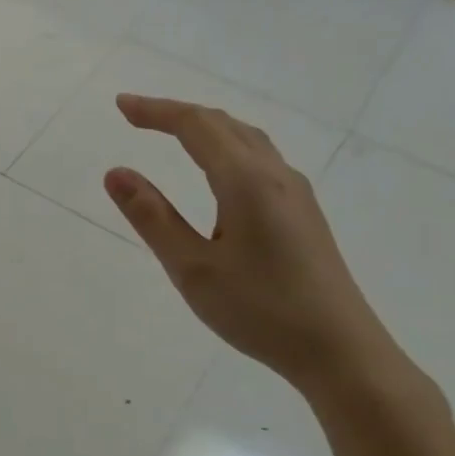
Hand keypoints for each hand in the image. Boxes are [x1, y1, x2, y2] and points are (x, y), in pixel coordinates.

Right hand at [103, 94, 400, 400]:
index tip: (121, 106)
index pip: (196, 126)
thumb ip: (152, 217)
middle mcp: (275, 175)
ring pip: (247, 139)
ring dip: (206, 128)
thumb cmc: (259, 310)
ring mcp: (295, 193)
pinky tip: (219, 172)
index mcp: (245, 181)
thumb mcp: (192, 268)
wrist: (339, 349)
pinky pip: (259, 159)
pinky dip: (227, 147)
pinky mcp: (303, 213)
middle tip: (137, 117)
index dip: (156, 111)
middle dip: (178, 114)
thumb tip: (116, 173)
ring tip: (173, 133)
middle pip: (224, 125)